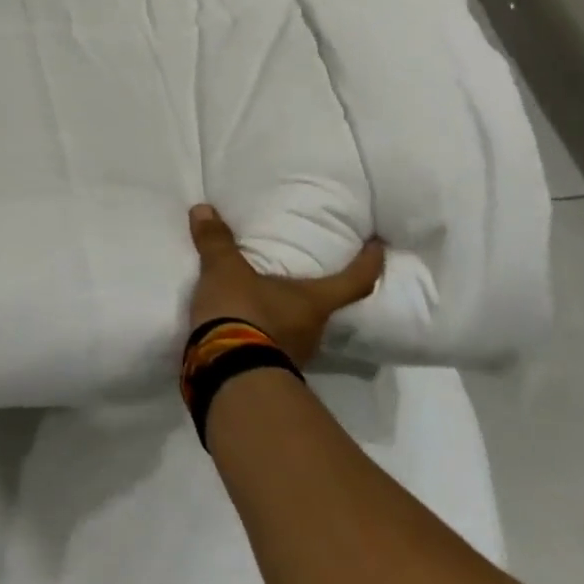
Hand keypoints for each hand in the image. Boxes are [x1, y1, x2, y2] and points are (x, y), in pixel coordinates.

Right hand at [187, 204, 384, 366]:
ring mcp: (294, 356)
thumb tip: (203, 209)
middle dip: (313, 290)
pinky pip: (271, 344)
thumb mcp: (224, 271)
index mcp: (314, 302)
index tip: (379, 245)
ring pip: (297, 328)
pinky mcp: (269, 370)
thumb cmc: (242, 313)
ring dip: (284, 313)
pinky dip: (262, 332)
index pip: (355, 281)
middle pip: (324, 307)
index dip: (369, 262)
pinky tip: (242, 323)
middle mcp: (313, 331)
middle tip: (300, 271)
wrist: (226, 373)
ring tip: (263, 296)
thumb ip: (216, 241)